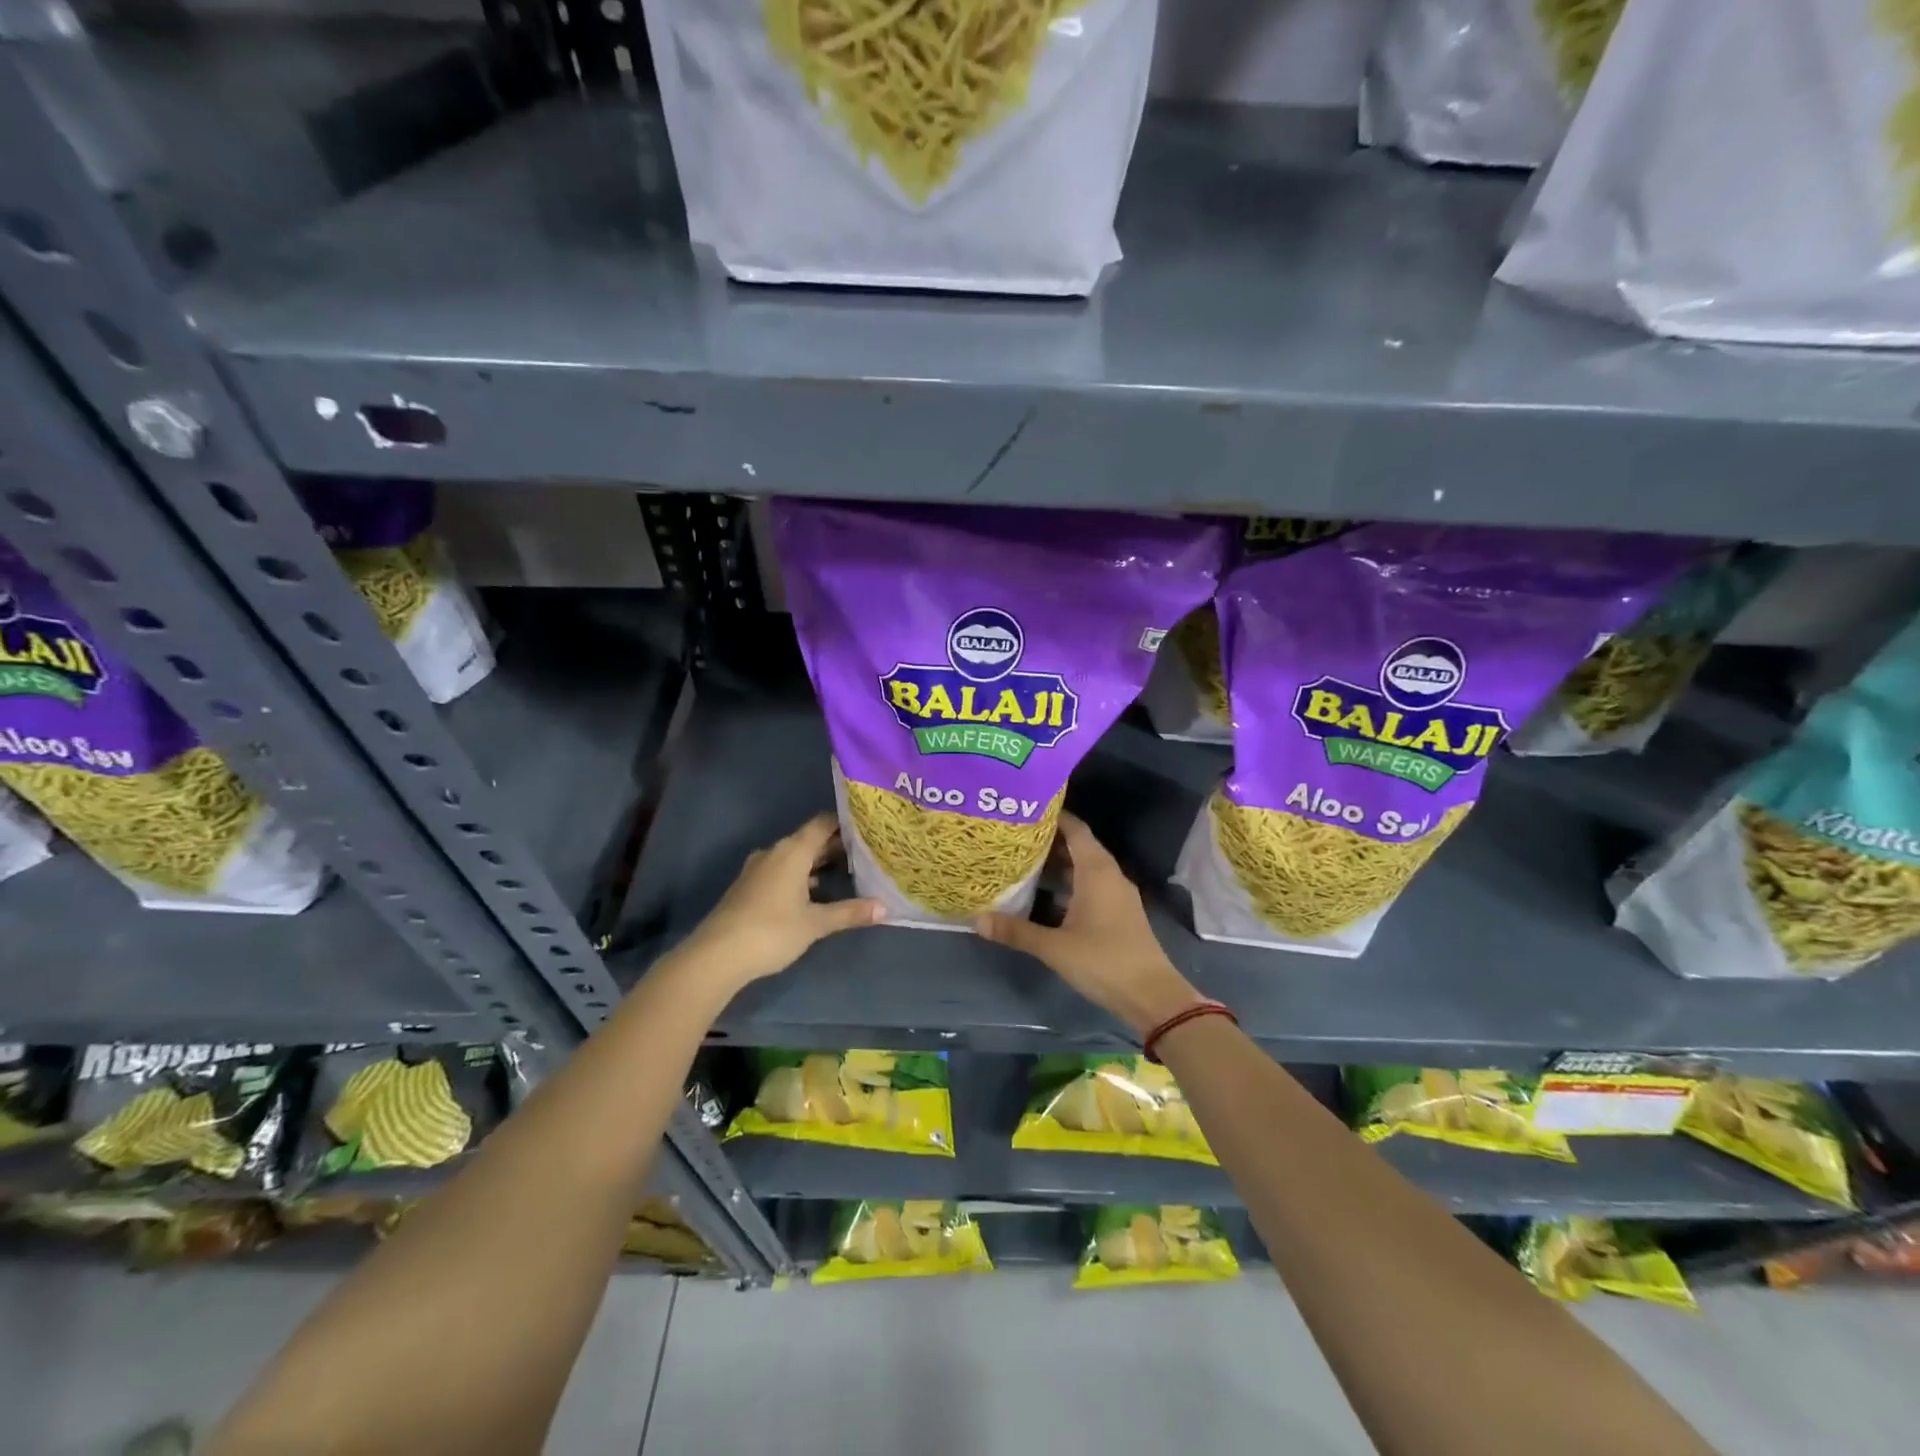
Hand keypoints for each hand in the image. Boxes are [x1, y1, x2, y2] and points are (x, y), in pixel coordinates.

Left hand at [679, 814, 882, 993]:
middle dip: (835, 846)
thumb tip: (885, 908)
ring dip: (817, 863)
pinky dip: (801, 876)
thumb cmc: (771, 931)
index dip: (846, 823)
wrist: (717, 956)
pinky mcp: (749, 887)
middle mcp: (775, 852)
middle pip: (810, 840)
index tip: (868, 828)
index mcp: (793, 851)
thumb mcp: (815, 923)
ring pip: (795, 857)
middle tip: (865, 852)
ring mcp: (758, 869)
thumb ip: (849, 912)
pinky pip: (782, 871)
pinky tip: (814, 893)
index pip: (823, 823)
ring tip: (846, 872)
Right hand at [976, 813, 1200, 1036]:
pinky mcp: (1119, 913)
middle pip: (1079, 846)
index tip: (1024, 811)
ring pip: (1085, 868)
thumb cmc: (1103, 961)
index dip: (1053, 816)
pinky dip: (1070, 883)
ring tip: (1024, 862)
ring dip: (1059, 864)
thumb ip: (1016, 931)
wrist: (1152, 996)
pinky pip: (1091, 885)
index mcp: (1097, 871)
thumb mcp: (1054, 947)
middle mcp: (1109, 875)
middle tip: (1014, 837)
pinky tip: (1046, 895)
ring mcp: (1117, 895)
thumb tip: (977, 920)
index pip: (1075, 829)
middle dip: (1049, 840)